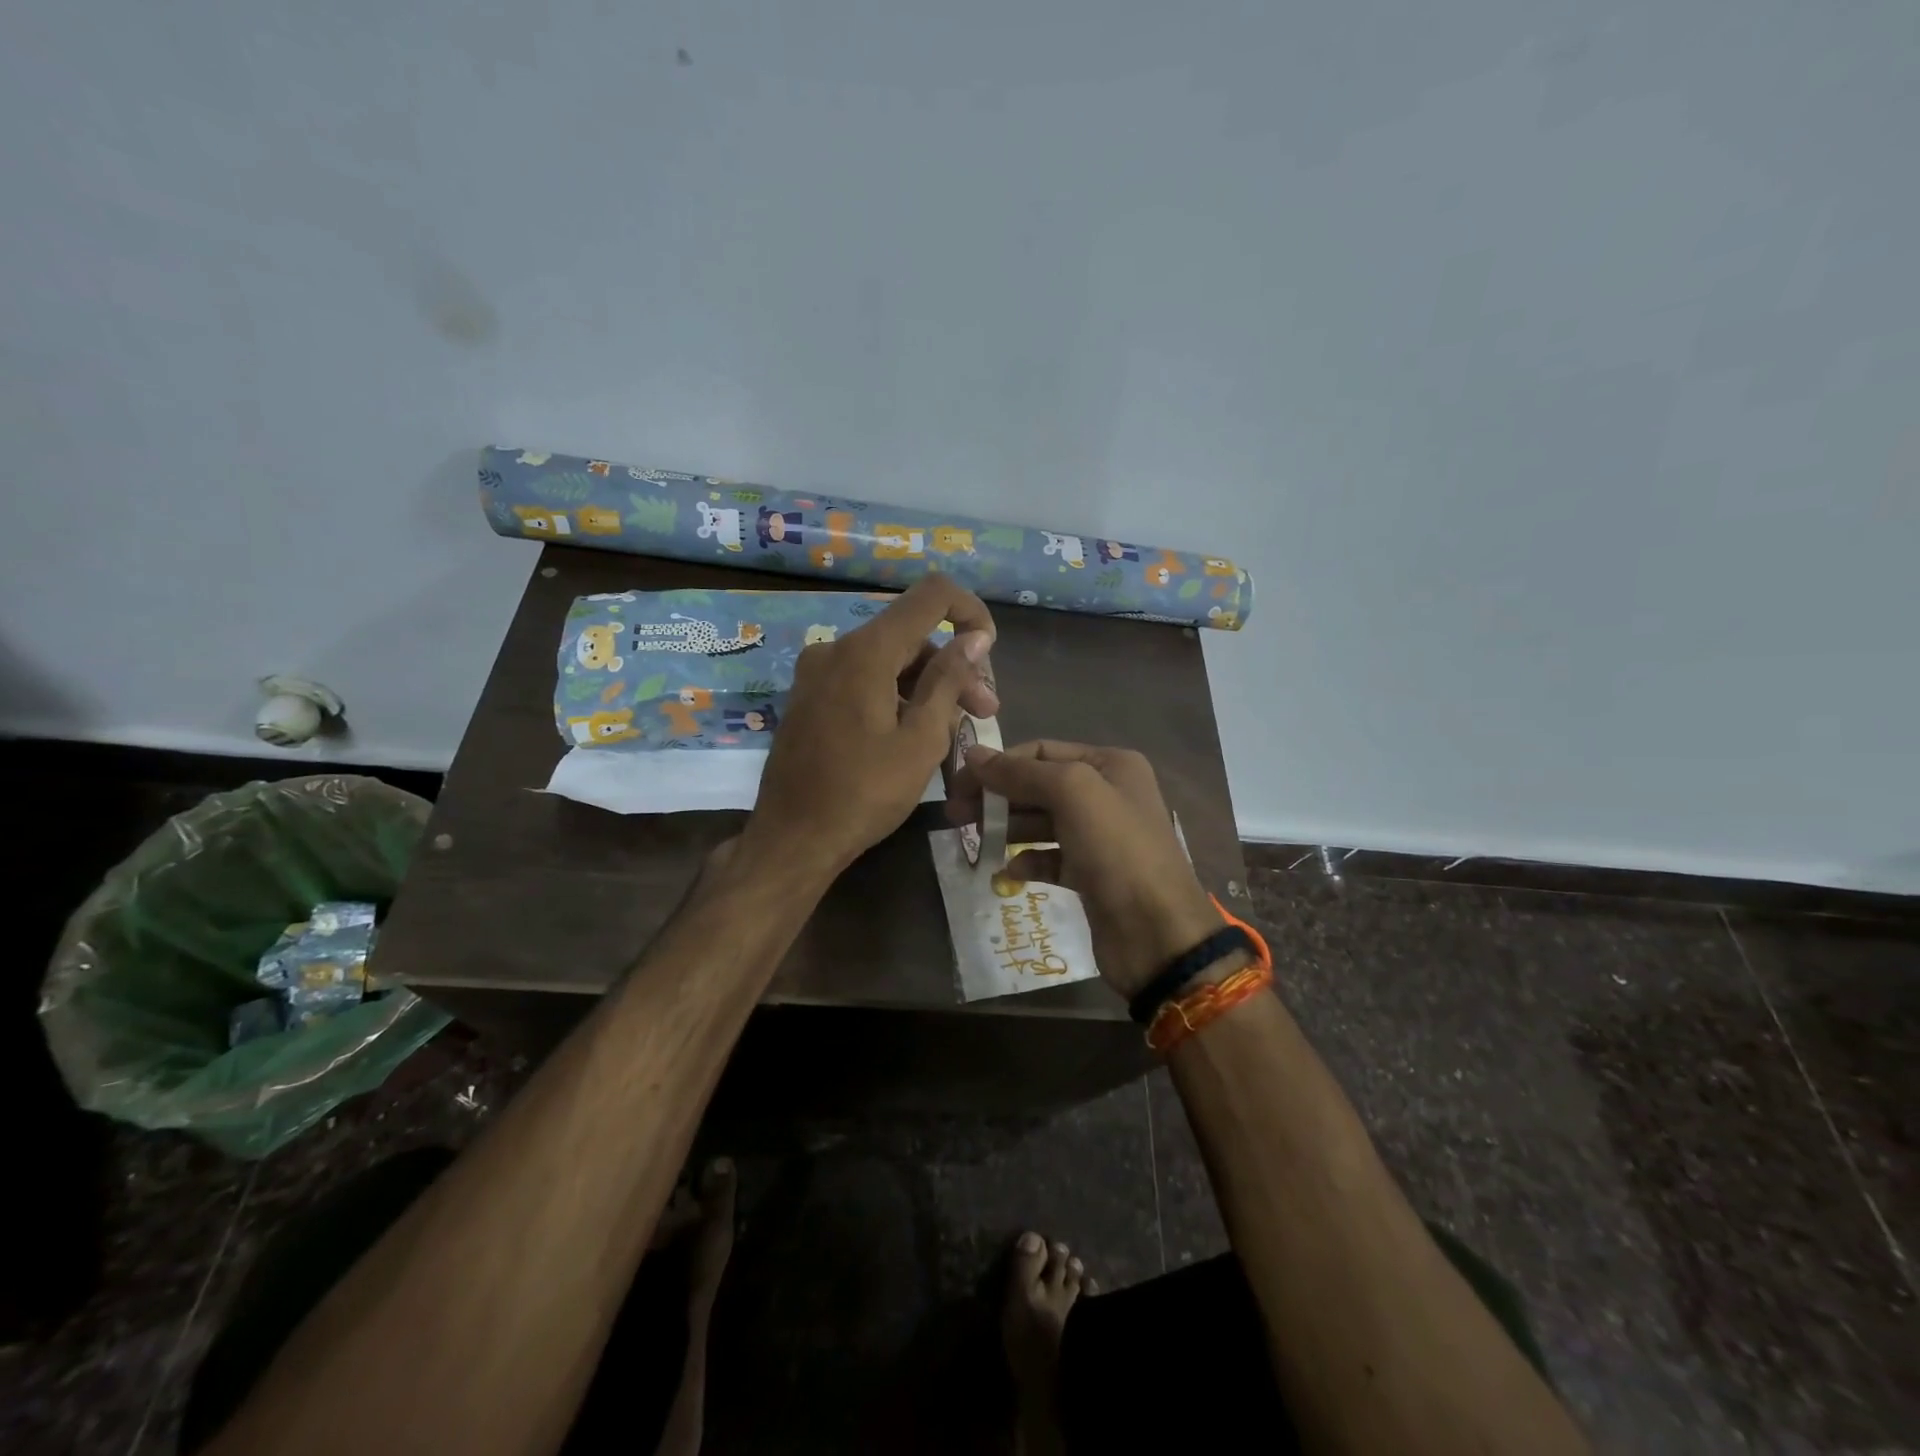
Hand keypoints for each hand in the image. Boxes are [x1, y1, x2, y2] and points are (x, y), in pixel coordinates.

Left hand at [741, 574, 997, 879]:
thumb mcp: (921, 739)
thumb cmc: (864, 794)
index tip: (989, 651)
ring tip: (956, 731)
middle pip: (910, 637)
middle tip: (985, 712)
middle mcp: (836, 648)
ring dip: (926, 688)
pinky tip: (915, 734)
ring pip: (888, 661)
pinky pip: (863, 680)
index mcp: (865, 651)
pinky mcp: (810, 697)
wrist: (793, 839)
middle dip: (953, 668)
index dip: (969, 612)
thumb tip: (975, 637)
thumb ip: (949, 680)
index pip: (931, 596)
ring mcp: (817, 673)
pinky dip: (895, 696)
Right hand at [946, 741, 1224, 998]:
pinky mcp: (1090, 874)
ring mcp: (1099, 837)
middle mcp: (1107, 794)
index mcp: (1110, 765)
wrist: (1157, 933)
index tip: (959, 784)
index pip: (1041, 751)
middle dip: (997, 796)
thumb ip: (1021, 772)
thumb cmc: (1117, 850)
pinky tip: (1007, 871)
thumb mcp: (1072, 793)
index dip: (999, 764)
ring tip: (973, 840)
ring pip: (1040, 822)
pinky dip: (1026, 861)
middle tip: (956, 815)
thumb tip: (973, 756)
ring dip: (1006, 827)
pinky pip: (1049, 858)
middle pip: (1038, 786)